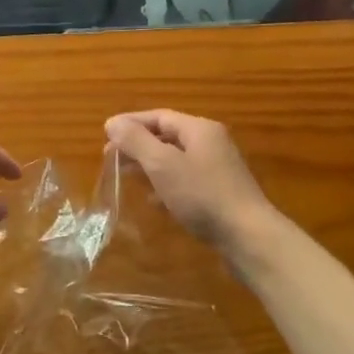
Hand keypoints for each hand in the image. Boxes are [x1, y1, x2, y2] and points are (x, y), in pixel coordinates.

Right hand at [103, 110, 279, 252]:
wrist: (248, 236)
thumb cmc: (203, 195)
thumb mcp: (163, 165)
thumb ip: (136, 141)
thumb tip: (112, 122)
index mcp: (200, 129)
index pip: (159, 116)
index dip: (131, 123)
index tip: (105, 133)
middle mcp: (211, 143)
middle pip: (168, 137)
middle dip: (138, 145)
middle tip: (110, 157)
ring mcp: (218, 169)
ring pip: (176, 160)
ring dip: (149, 166)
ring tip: (125, 176)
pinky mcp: (219, 194)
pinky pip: (186, 181)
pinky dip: (166, 185)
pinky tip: (153, 201)